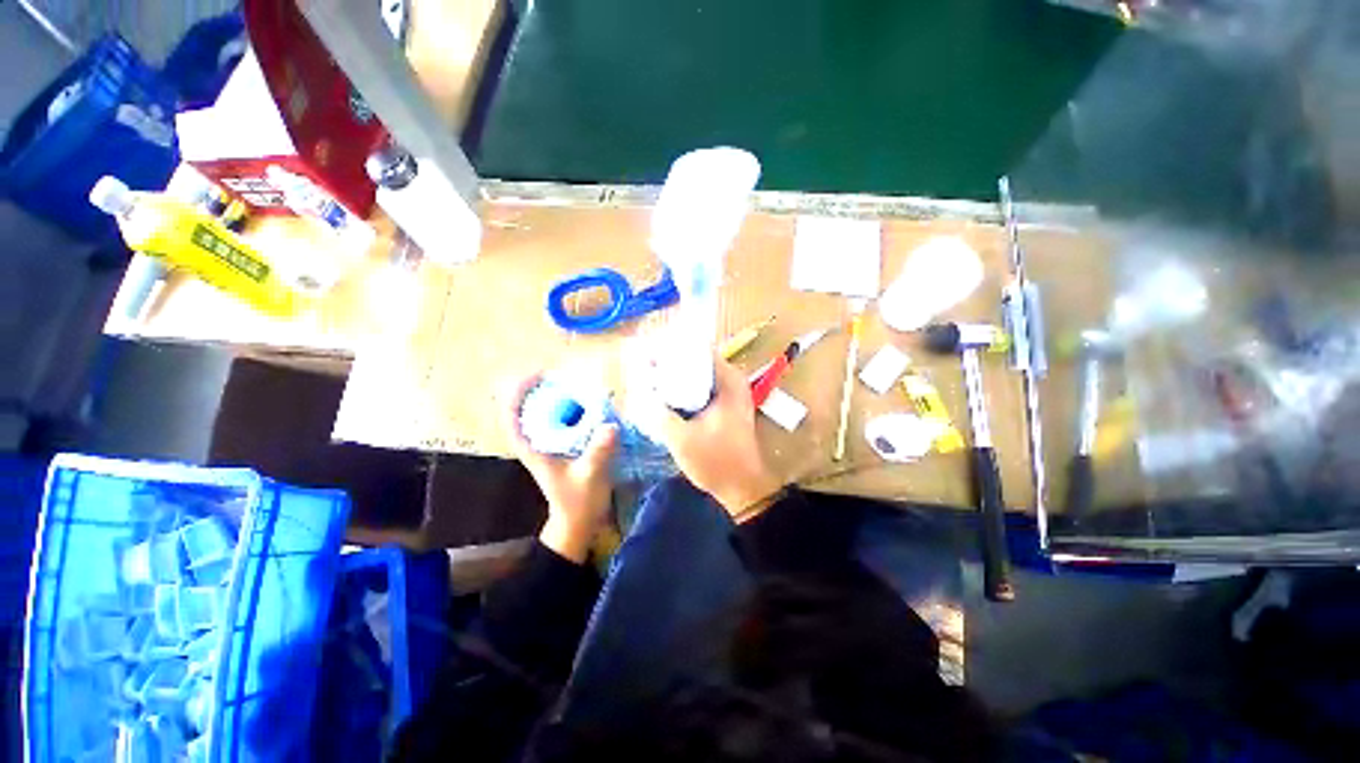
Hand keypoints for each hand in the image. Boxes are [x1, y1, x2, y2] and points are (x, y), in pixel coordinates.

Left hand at [504, 375, 618, 562]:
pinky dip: (569, 407)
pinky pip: (560, 419)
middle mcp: (536, 442)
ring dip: (555, 395)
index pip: (511, 416)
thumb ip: (598, 453)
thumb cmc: (579, 501)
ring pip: (543, 412)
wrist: (579, 521)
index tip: (537, 375)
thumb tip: (611, 426)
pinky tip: (587, 402)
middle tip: (564, 375)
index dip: (517, 392)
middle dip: (540, 388)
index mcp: (532, 448)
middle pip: (527, 407)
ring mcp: (548, 444)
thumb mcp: (589, 476)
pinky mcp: (562, 445)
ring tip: (576, 383)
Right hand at [656, 356, 782, 519]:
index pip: (698, 348)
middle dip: (670, 363)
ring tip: (650, 382)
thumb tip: (640, 391)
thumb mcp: (681, 438)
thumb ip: (658, 413)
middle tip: (644, 371)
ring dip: (676, 378)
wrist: (742, 487)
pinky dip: (684, 391)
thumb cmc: (716, 461)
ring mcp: (730, 394)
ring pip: (698, 375)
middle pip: (697, 360)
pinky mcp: (725, 406)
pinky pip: (701, 389)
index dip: (671, 349)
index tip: (648, 356)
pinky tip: (665, 399)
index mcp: (728, 381)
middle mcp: (732, 381)